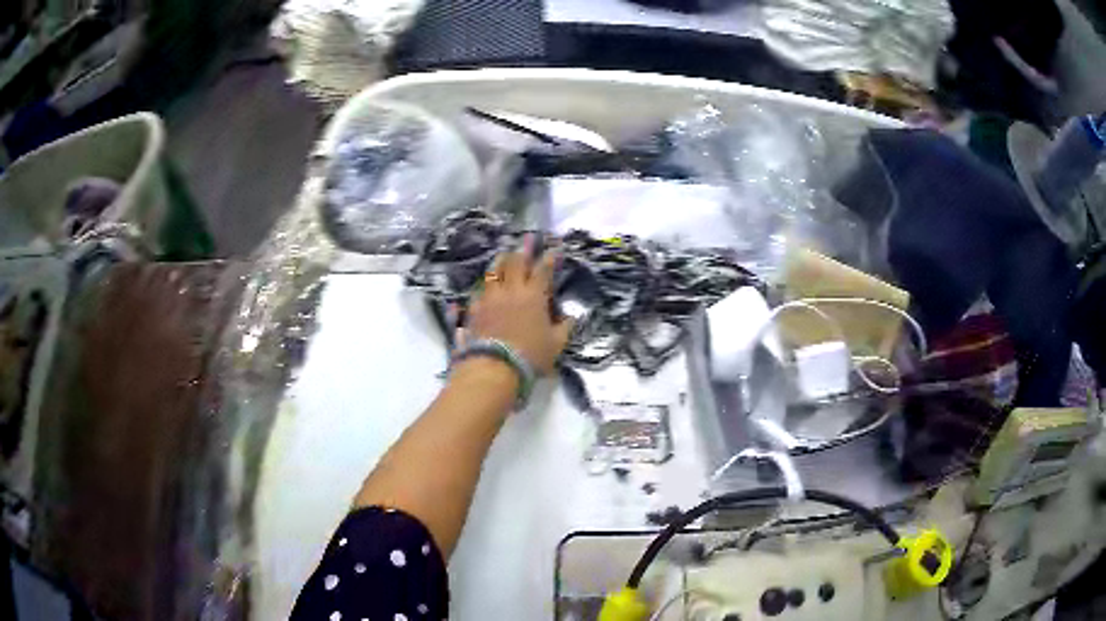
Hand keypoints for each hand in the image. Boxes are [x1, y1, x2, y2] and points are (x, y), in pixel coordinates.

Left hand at [460, 235, 573, 374]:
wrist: (494, 367)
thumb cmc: (530, 355)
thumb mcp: (556, 344)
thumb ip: (565, 328)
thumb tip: (572, 317)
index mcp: (534, 296)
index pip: (543, 270)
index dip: (550, 257)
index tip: (554, 249)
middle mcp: (511, 290)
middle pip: (516, 262)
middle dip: (523, 249)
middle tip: (527, 239)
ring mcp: (490, 297)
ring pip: (494, 271)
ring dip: (501, 260)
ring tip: (503, 254)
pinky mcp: (474, 309)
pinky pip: (479, 290)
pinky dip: (484, 285)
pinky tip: (484, 285)